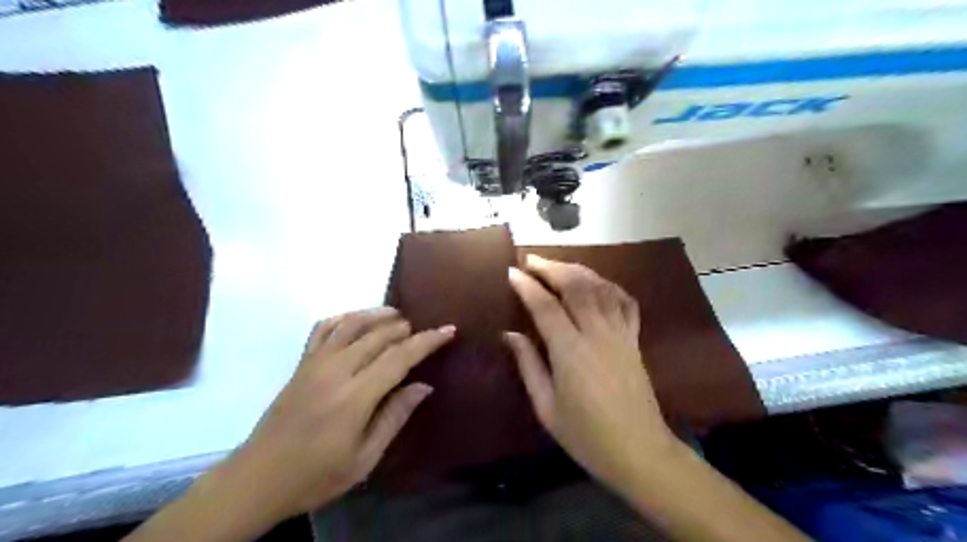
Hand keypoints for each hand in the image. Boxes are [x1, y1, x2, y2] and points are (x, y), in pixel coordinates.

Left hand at [220, 306, 455, 518]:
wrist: (258, 478)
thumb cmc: (317, 475)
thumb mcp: (365, 458)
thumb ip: (395, 416)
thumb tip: (424, 386)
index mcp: (355, 396)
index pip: (399, 357)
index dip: (427, 341)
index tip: (448, 330)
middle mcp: (336, 370)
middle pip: (379, 335)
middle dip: (406, 328)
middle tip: (425, 330)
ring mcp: (315, 363)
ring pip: (352, 324)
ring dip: (378, 315)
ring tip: (398, 316)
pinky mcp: (301, 363)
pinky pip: (323, 328)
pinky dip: (344, 317)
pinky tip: (357, 320)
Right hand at [510, 257, 673, 496]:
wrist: (639, 451)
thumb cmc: (586, 436)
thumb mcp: (546, 407)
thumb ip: (528, 365)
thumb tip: (510, 334)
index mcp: (571, 352)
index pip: (545, 306)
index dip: (527, 286)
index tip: (511, 272)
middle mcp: (597, 334)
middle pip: (576, 286)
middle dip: (551, 268)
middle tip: (531, 261)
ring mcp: (621, 333)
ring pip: (600, 287)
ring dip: (578, 270)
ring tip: (558, 266)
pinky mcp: (635, 339)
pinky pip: (625, 301)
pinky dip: (610, 285)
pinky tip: (597, 283)